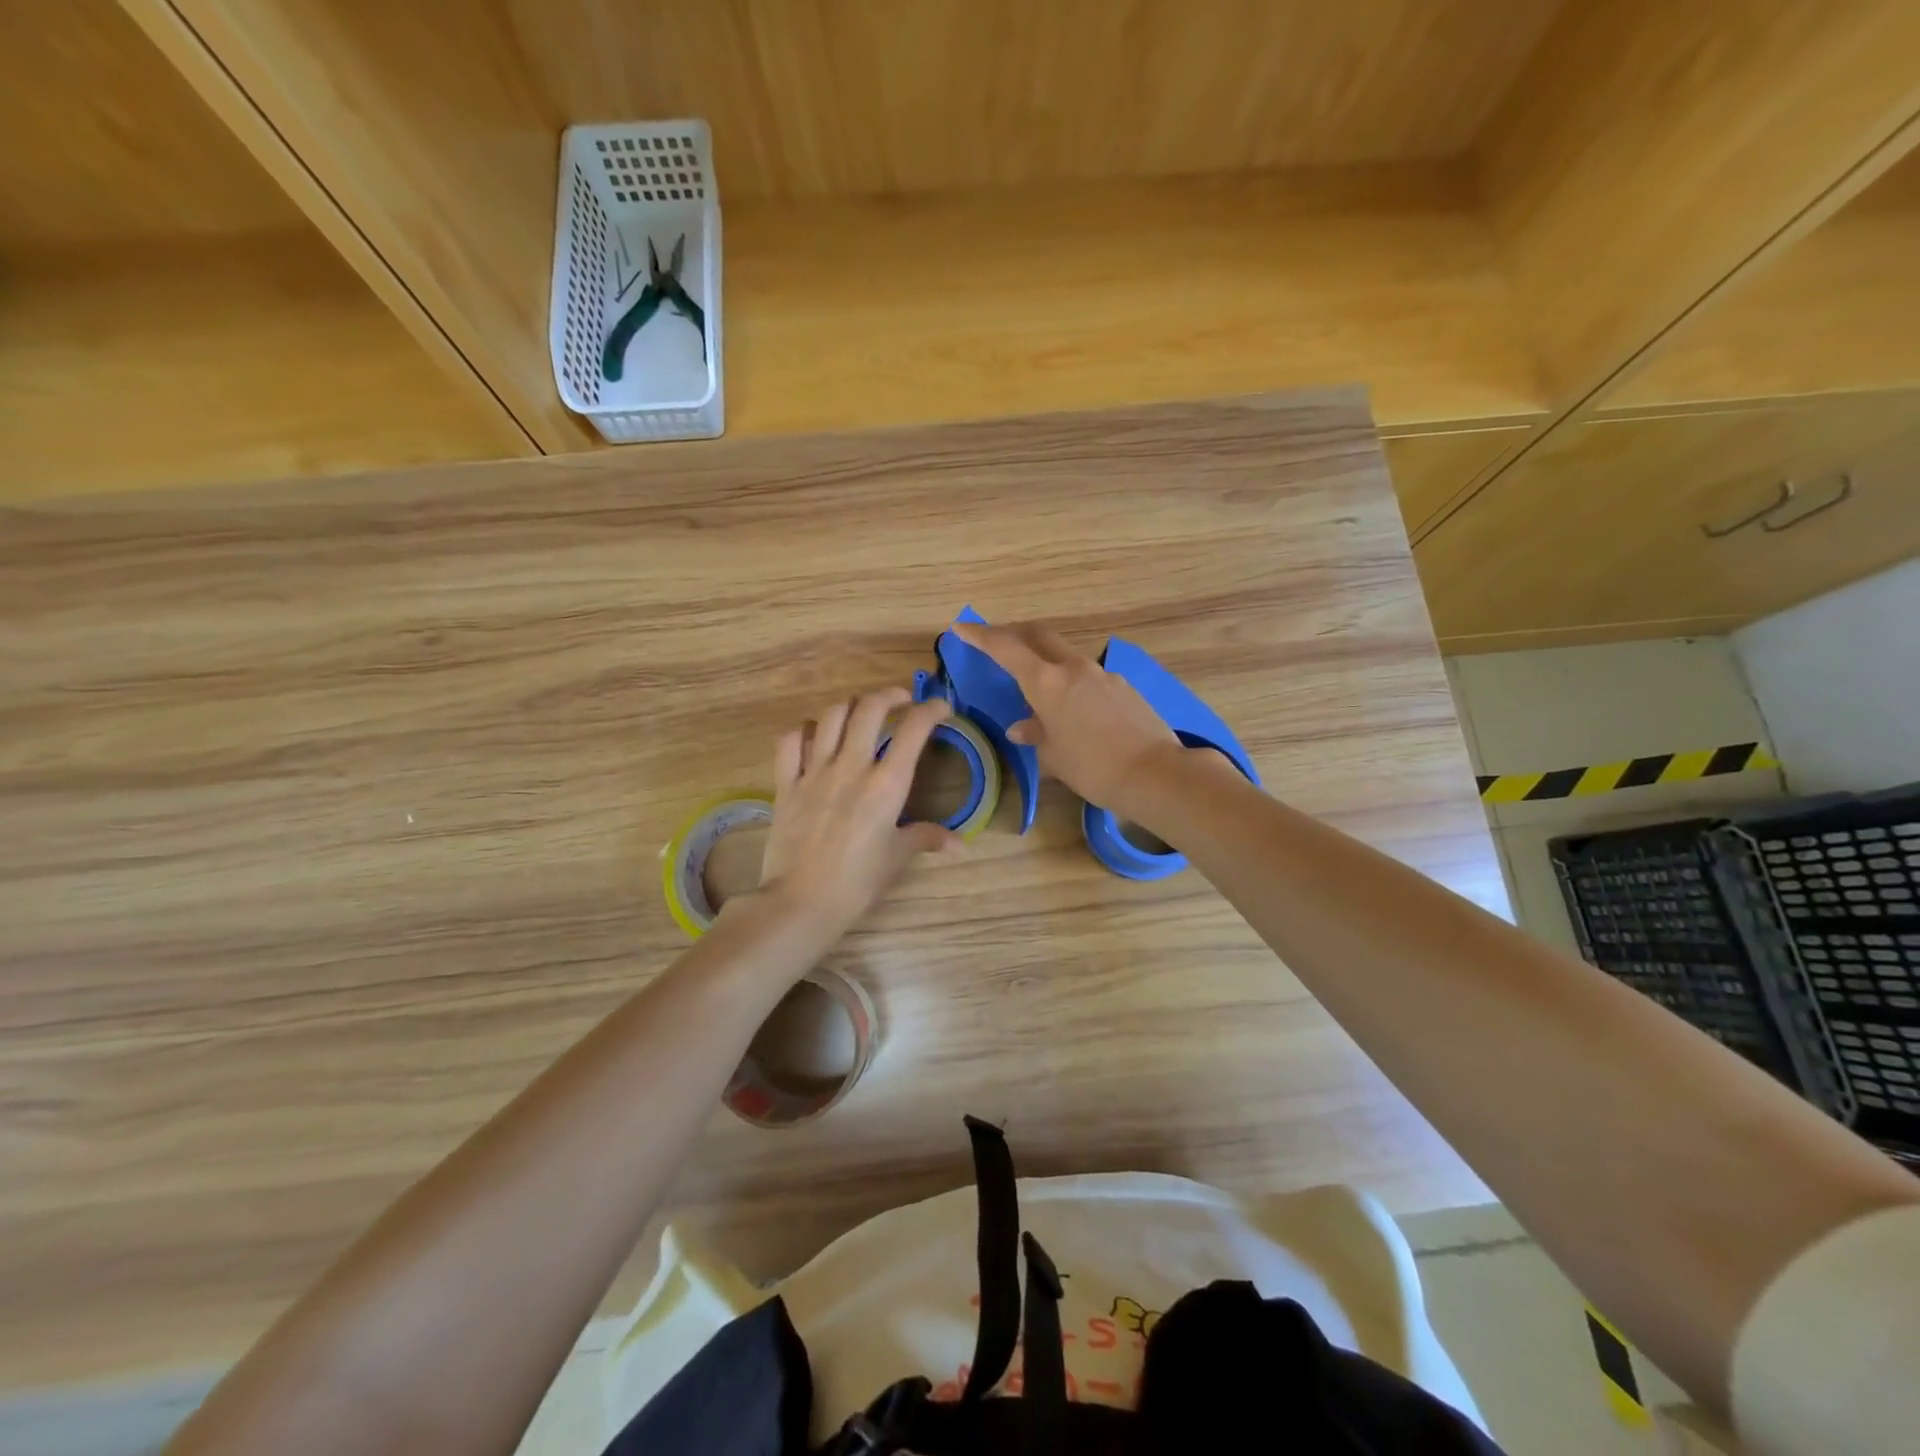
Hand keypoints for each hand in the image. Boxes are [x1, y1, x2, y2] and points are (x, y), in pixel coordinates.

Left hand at [754, 687, 960, 934]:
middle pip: (869, 708)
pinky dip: (803, 731)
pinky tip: (813, 736)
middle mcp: (851, 766)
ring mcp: (814, 772)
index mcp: (886, 784)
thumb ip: (926, 838)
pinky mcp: (786, 783)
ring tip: (860, 713)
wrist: (801, 901)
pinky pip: (790, 741)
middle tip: (900, 701)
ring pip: (830, 716)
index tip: (941, 707)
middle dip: (889, 695)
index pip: (913, 729)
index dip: (931, 709)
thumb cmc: (857, 882)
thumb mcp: (896, 857)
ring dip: (850, 706)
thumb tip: (959, 842)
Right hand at [950, 620, 1182, 817]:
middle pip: (1038, 635)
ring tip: (1036, 683)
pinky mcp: (1123, 686)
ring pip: (1064, 655)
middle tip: (995, 640)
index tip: (961, 627)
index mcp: (1046, 682)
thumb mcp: (1054, 756)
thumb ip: (1035, 734)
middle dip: (1013, 633)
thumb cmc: (1093, 767)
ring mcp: (1102, 674)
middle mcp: (1073, 668)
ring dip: (1044, 659)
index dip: (980, 635)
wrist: (1155, 773)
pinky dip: (1070, 682)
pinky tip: (1074, 708)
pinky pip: (1088, 676)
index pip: (1005, 648)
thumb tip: (1021, 727)